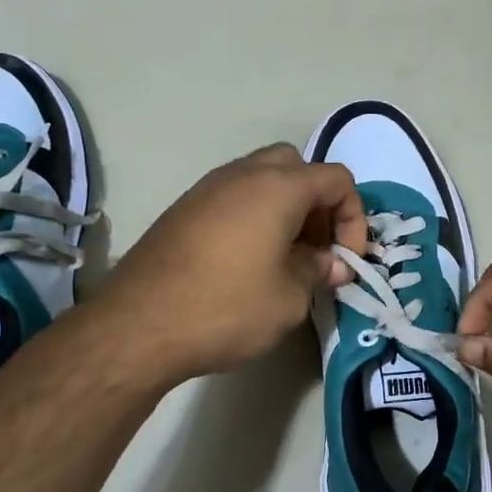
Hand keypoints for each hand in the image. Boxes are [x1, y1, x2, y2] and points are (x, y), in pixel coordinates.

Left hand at [93, 144, 366, 383]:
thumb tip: (331, 263)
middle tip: (315, 247)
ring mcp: (208, 187)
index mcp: (279, 187)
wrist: (138, 324)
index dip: (353, 218)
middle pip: (296, 167)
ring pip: (261, 177)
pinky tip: (247, 259)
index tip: (346, 259)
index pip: (336, 179)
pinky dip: (253, 215)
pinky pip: (233, 196)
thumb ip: (318, 271)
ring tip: (285, 256)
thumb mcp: (289, 298)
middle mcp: (243, 174)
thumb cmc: (226, 307)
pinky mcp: (184, 207)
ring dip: (284, 207)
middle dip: (317, 203)